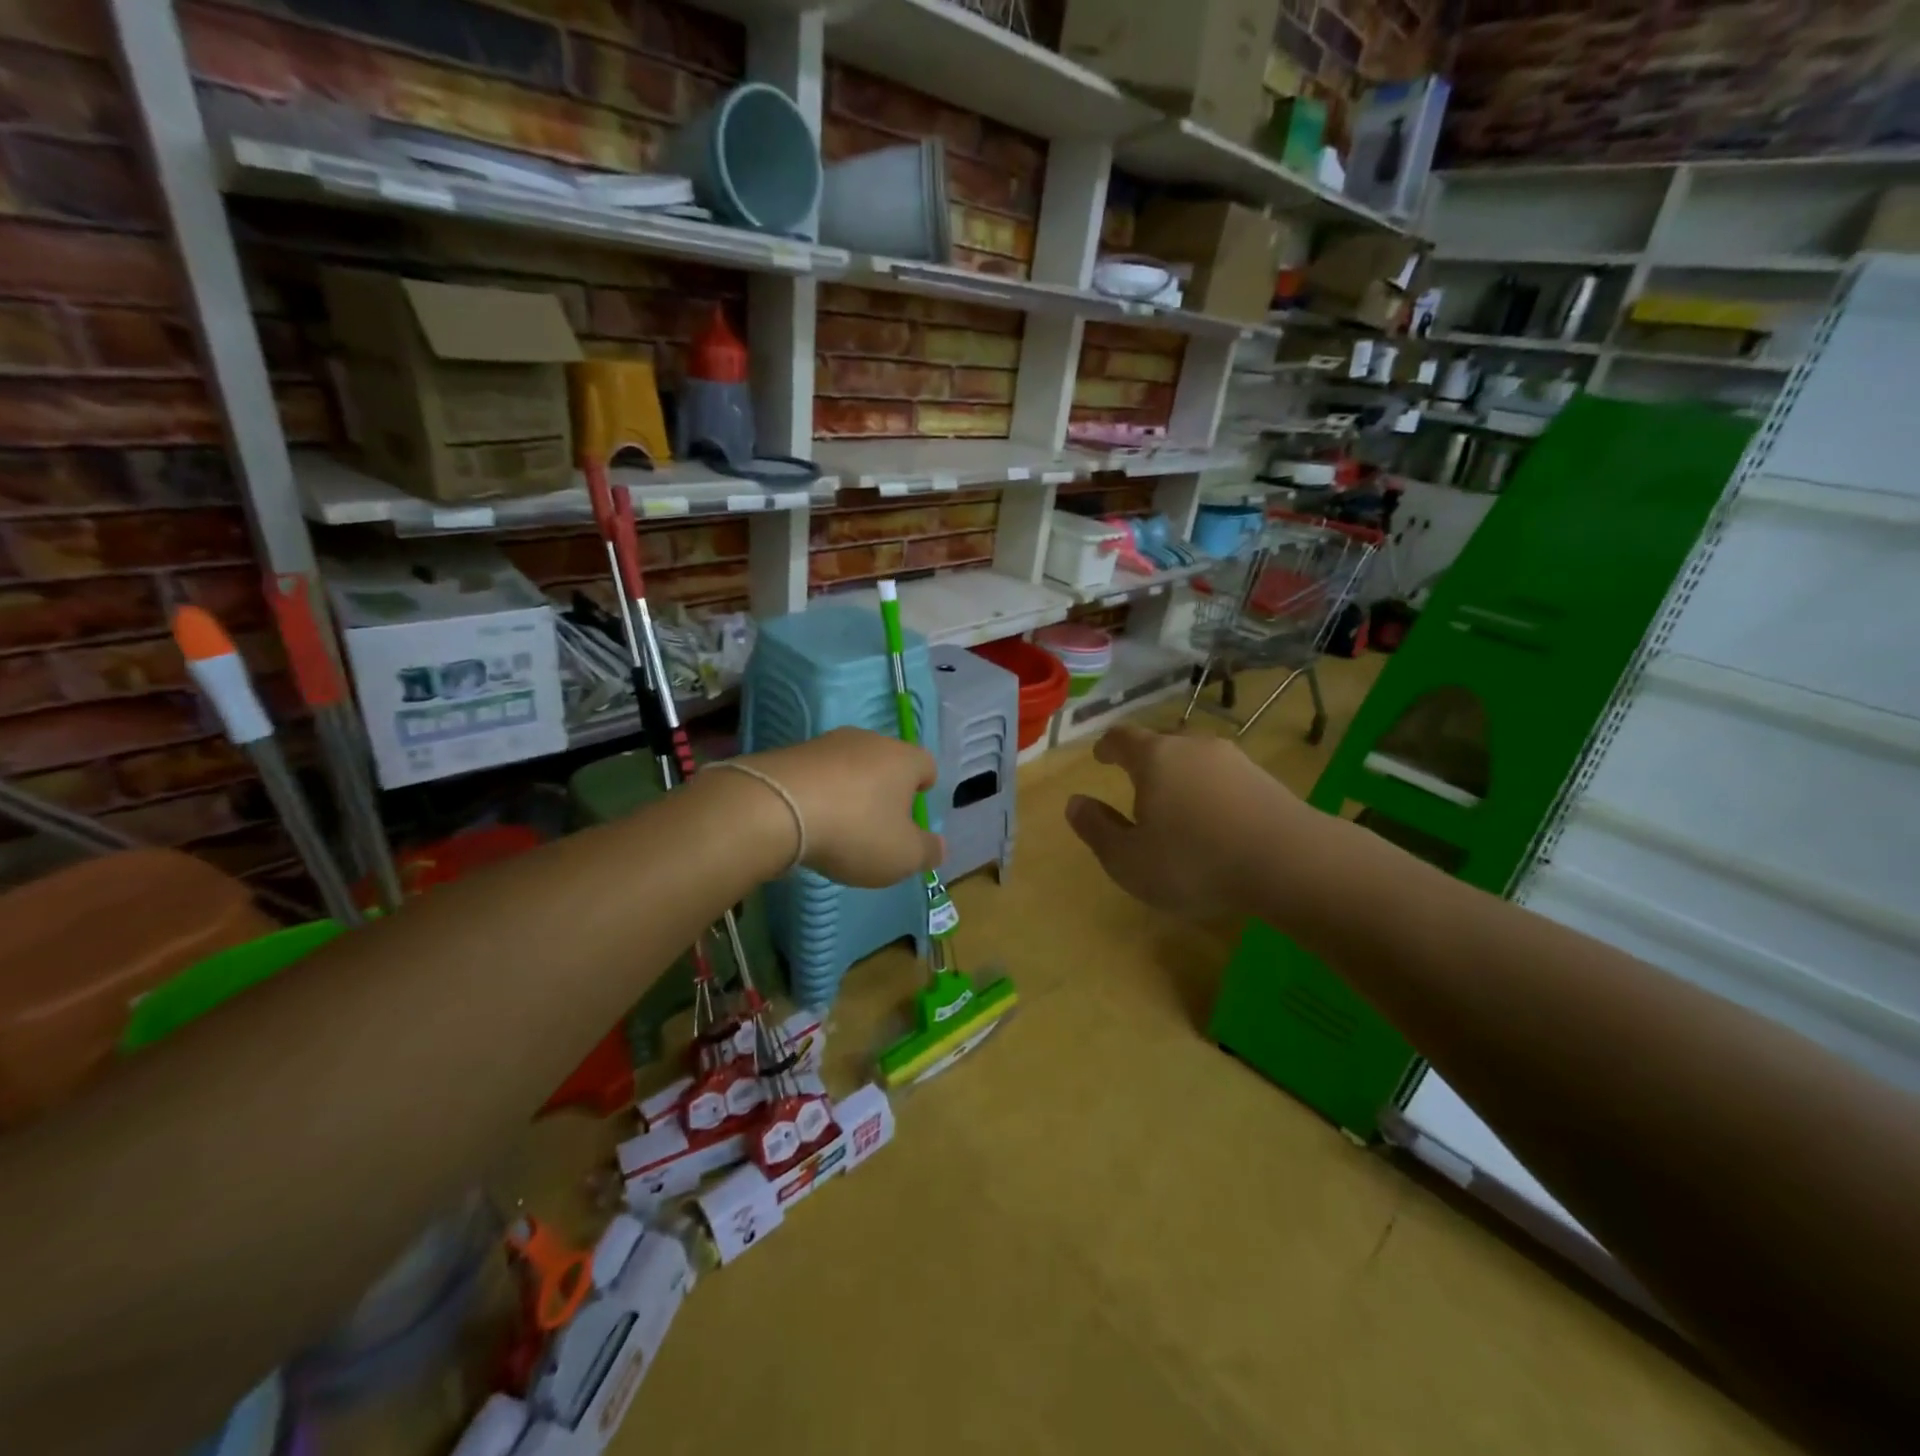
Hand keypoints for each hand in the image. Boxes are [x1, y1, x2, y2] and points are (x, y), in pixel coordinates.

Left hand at [734, 727, 943, 887]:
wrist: (774, 808)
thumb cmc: (855, 831)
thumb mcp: (902, 856)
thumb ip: (926, 852)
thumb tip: (938, 846)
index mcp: (904, 759)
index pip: (926, 764)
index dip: (924, 786)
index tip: (915, 810)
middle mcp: (869, 741)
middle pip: (887, 761)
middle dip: (885, 788)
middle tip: (879, 822)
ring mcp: (826, 743)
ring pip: (850, 765)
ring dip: (849, 789)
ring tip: (840, 825)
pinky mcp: (790, 753)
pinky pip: (816, 774)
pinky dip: (818, 793)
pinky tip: (809, 820)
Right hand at [1066, 725, 1326, 920]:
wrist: (1290, 863)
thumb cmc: (1193, 861)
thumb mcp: (1128, 859)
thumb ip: (1097, 829)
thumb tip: (1075, 803)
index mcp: (1154, 758)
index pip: (1122, 738)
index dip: (1107, 746)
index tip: (1101, 756)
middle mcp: (1193, 747)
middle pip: (1162, 743)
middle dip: (1146, 761)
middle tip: (1138, 786)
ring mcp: (1235, 760)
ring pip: (1196, 760)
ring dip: (1182, 777)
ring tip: (1178, 807)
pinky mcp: (1266, 780)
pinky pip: (1226, 779)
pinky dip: (1212, 793)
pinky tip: (1216, 822)